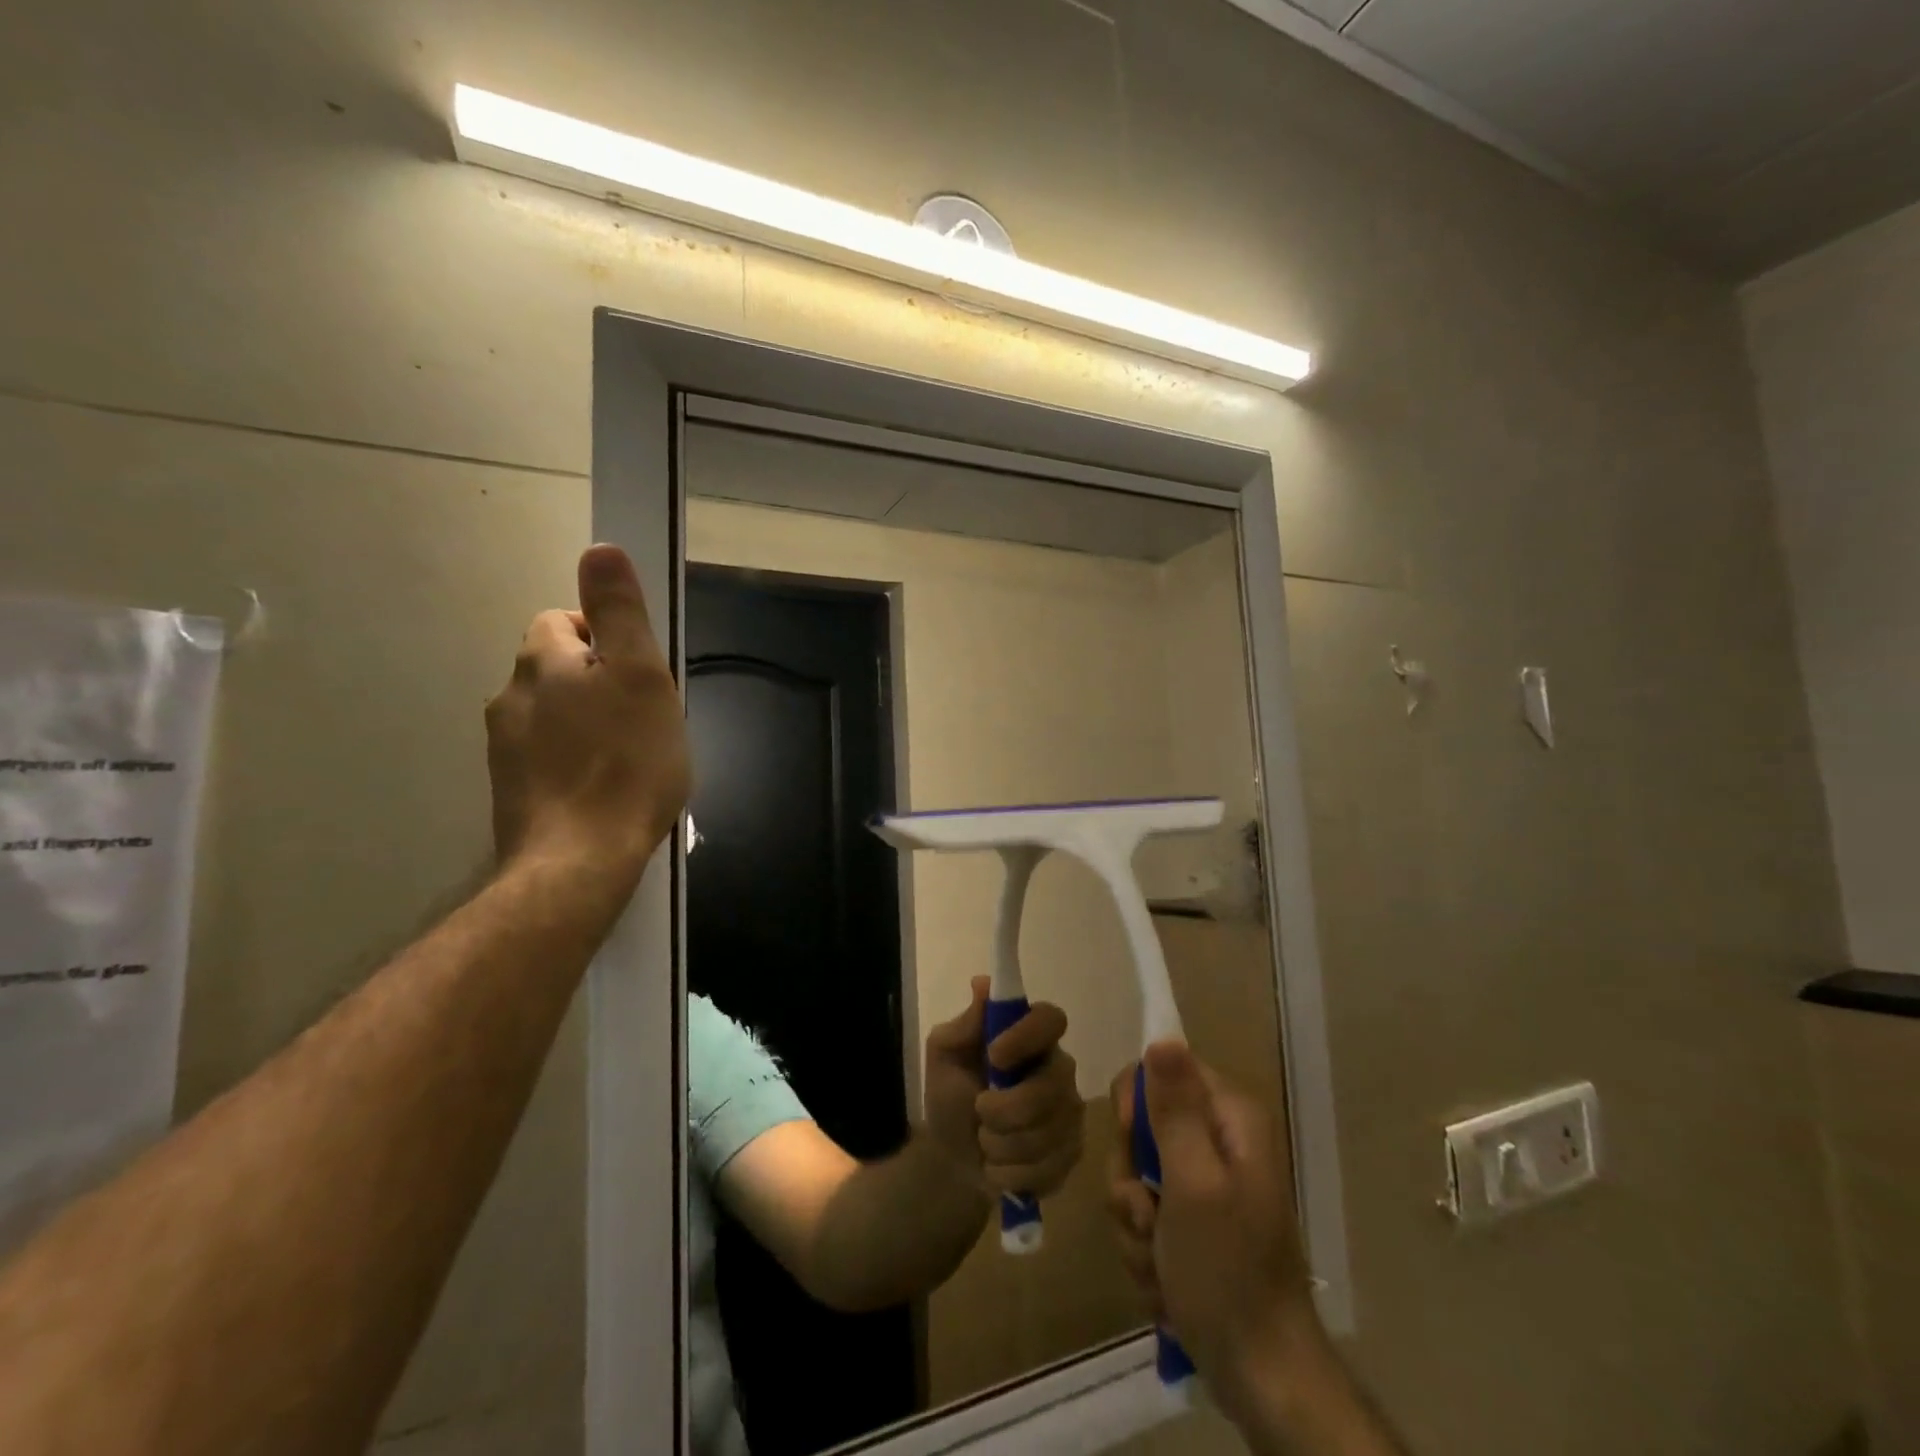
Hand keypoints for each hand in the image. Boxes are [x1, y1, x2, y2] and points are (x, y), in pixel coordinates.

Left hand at [486, 544, 689, 890]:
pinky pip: (546, 757)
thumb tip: (600, 548)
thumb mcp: (641, 677)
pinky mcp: (511, 791)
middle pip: (557, 669)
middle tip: (642, 717)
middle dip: (597, 682)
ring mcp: (504, 748)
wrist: (579, 860)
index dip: (606, 638)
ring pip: (551, 714)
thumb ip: (620, 612)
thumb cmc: (625, 762)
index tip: (640, 674)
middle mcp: (511, 696)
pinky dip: (572, 761)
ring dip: (585, 722)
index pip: (563, 621)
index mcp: (542, 662)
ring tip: (627, 757)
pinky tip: (603, 788)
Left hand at [923, 977, 1083, 1198]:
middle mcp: (1059, 1069)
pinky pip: (1047, 1169)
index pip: (1051, 1019)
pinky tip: (998, 1166)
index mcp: (1031, 1036)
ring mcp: (1070, 1113)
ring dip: (1000, 1144)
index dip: (1027, 1036)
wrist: (952, 1157)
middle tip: (979, 1109)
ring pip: (1046, 1134)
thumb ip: (964, 1024)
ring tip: (985, 1140)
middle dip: (1004, 1109)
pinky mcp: (1071, 1154)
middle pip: (1050, 1087)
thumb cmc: (951, 1094)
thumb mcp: (944, 1055)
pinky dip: (1010, 1174)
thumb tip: (983, 984)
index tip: (994, 1055)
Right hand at [1107, 1043, 1320, 1416]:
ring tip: (1160, 1262)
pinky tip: (1165, 1283)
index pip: (1158, 1071)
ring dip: (1134, 1223)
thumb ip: (1174, 1110)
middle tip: (1149, 1217)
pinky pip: (1144, 1215)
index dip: (1135, 1107)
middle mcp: (1218, 1141)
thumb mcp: (1193, 1183)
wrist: (1261, 1377)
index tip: (1134, 1148)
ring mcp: (1205, 1185)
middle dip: (1131, 1180)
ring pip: (1135, 1176)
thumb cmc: (1227, 1273)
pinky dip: (1145, 1250)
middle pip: (1141, 1127)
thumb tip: (1163, 1036)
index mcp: (1229, 1118)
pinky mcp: (1193, 1224)